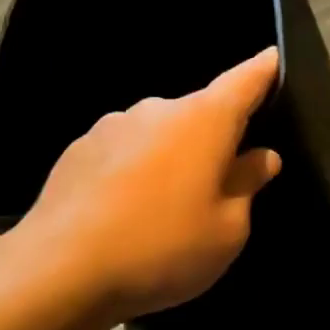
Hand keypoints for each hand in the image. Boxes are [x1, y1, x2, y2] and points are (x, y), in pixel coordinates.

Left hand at [0, 48, 283, 329]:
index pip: (245, 80)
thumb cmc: (162, 247)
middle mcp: (159, 109)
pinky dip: (135, 171)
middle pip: (201, 114)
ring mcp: (113, 125)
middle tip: (219, 185)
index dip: (265, 70)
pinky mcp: (78, 149)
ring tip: (165, 208)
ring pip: (160, 133)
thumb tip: (261, 157)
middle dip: (215, 139)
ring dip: (172, 157)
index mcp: (204, 120)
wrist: (56, 272)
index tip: (274, 57)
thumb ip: (247, 185)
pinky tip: (125, 212)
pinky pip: (125, 151)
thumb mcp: (227, 229)